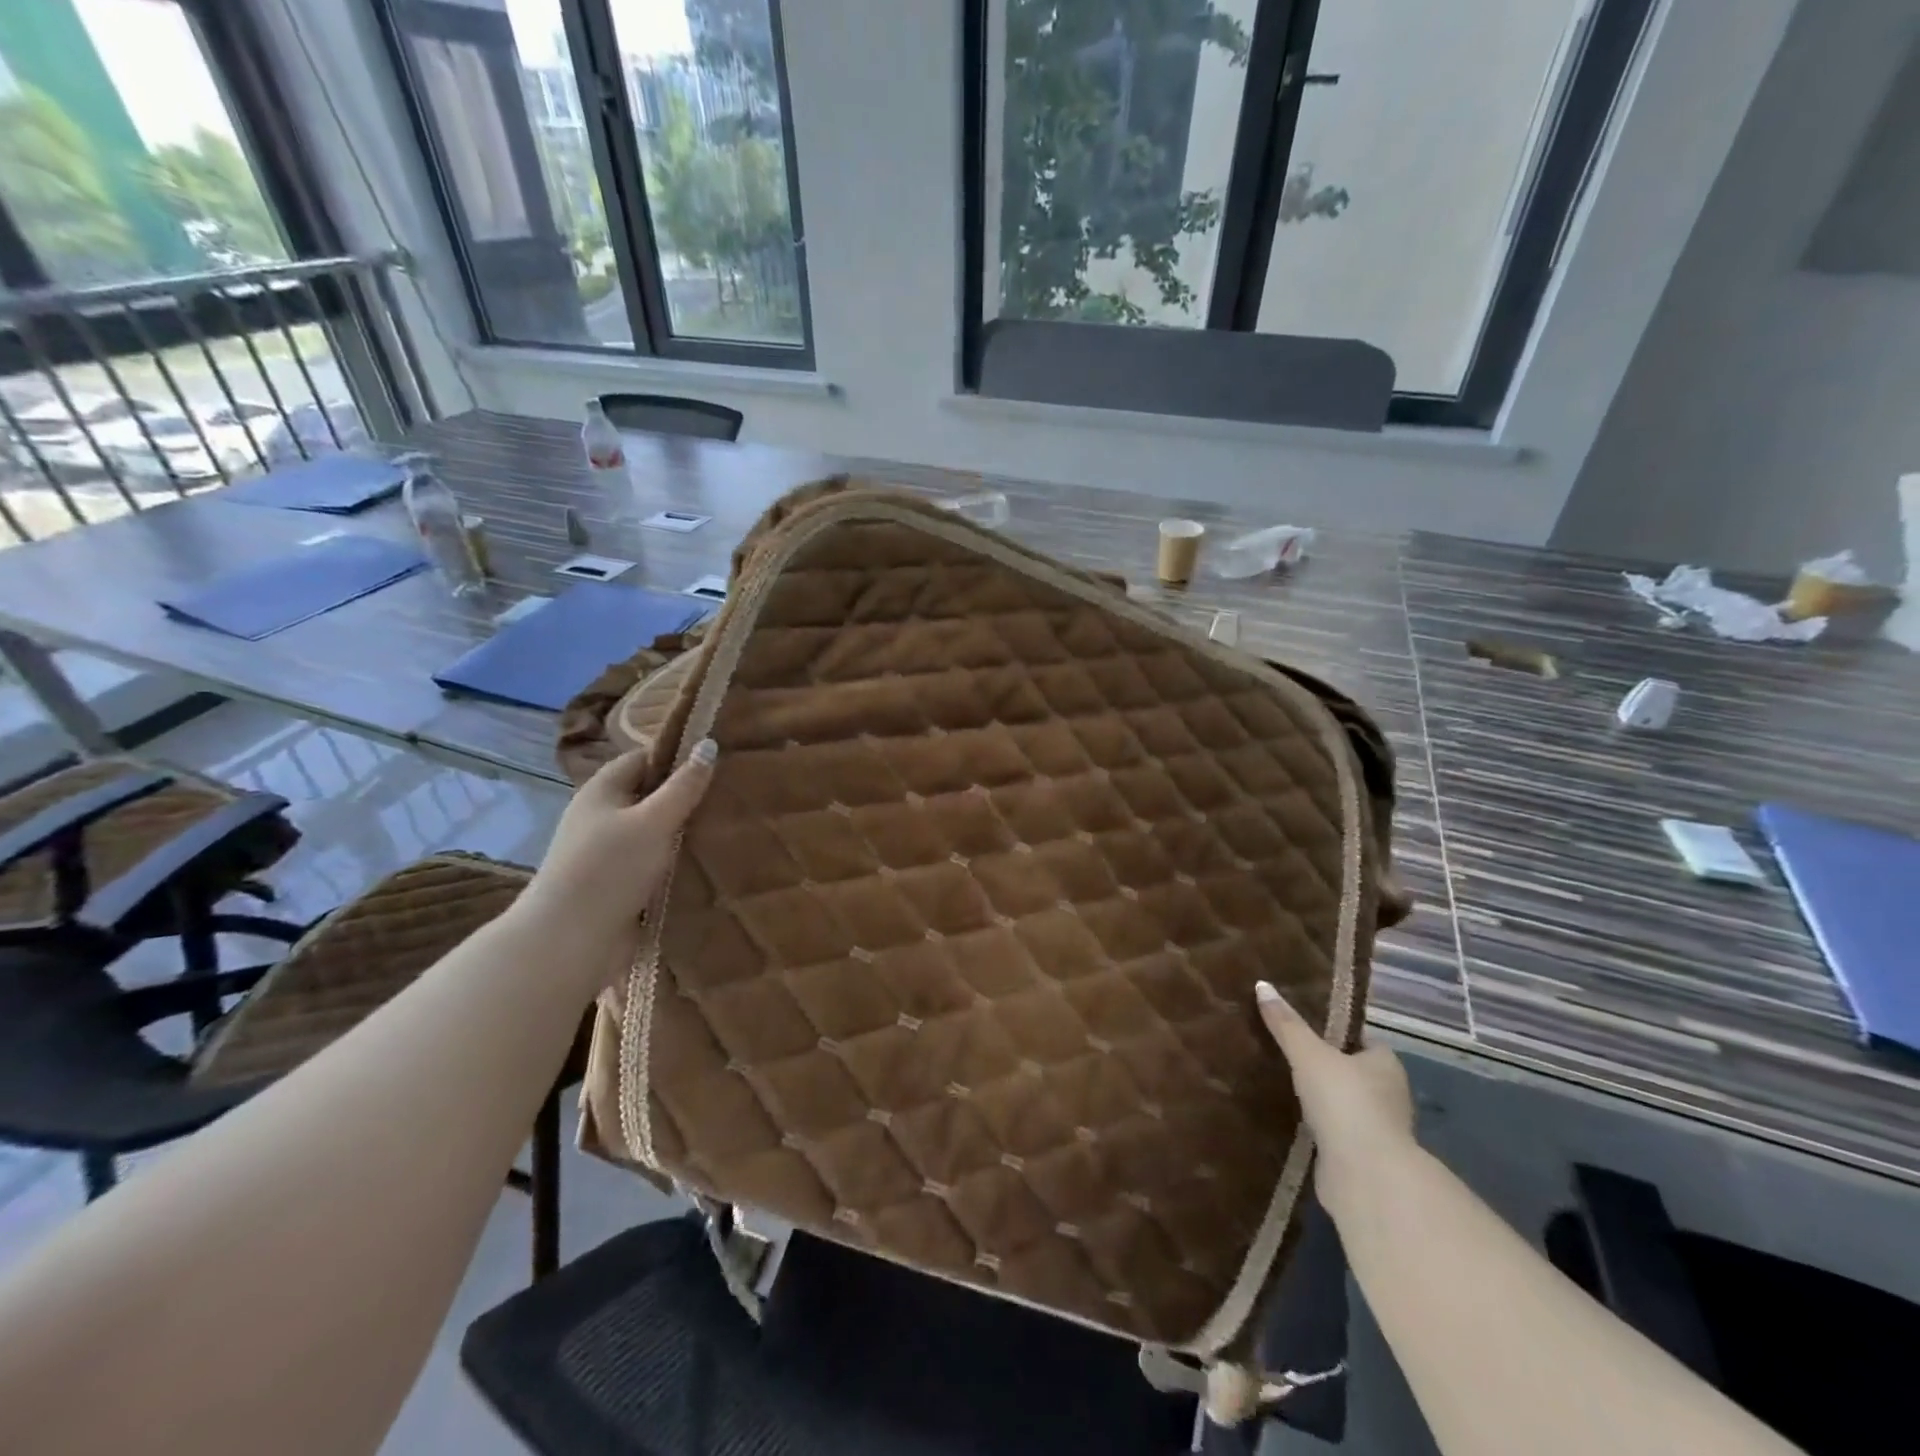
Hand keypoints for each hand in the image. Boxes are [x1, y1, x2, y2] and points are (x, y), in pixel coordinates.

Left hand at [518, 740, 716, 957]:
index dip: (679, 756)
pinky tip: (707, 861)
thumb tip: (709, 744)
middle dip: (687, 795)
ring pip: (655, 830)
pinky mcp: (618, 883)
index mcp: (602, 790)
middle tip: (732, 793)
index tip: (719, 759)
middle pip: (650, 794)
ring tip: (729, 827)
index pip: (644, 758)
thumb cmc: (609, 870)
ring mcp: (608, 852)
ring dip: (685, 831)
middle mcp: (602, 816)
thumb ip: (684, 786)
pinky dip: (677, 859)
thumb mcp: (653, 821)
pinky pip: (654, 861)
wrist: (568, 941)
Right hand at [1255, 980, 1415, 1213]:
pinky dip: (1315, 1124)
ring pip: (1342, 1101)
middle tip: (1284, 1049)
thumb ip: (1286, 1024)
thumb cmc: (1345, 1102)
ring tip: (1280, 1080)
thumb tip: (1262, 985)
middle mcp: (1388, 1094)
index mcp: (1385, 1064)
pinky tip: (1288, 1115)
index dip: (1334, 1030)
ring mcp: (1376, 1128)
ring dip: (1319, 1096)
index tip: (1301, 1023)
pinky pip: (1332, 1129)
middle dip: (1323, 1063)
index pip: (1359, 1038)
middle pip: (1351, 1069)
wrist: (1365, 1176)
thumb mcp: (1309, 1054)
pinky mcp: (1360, 1156)